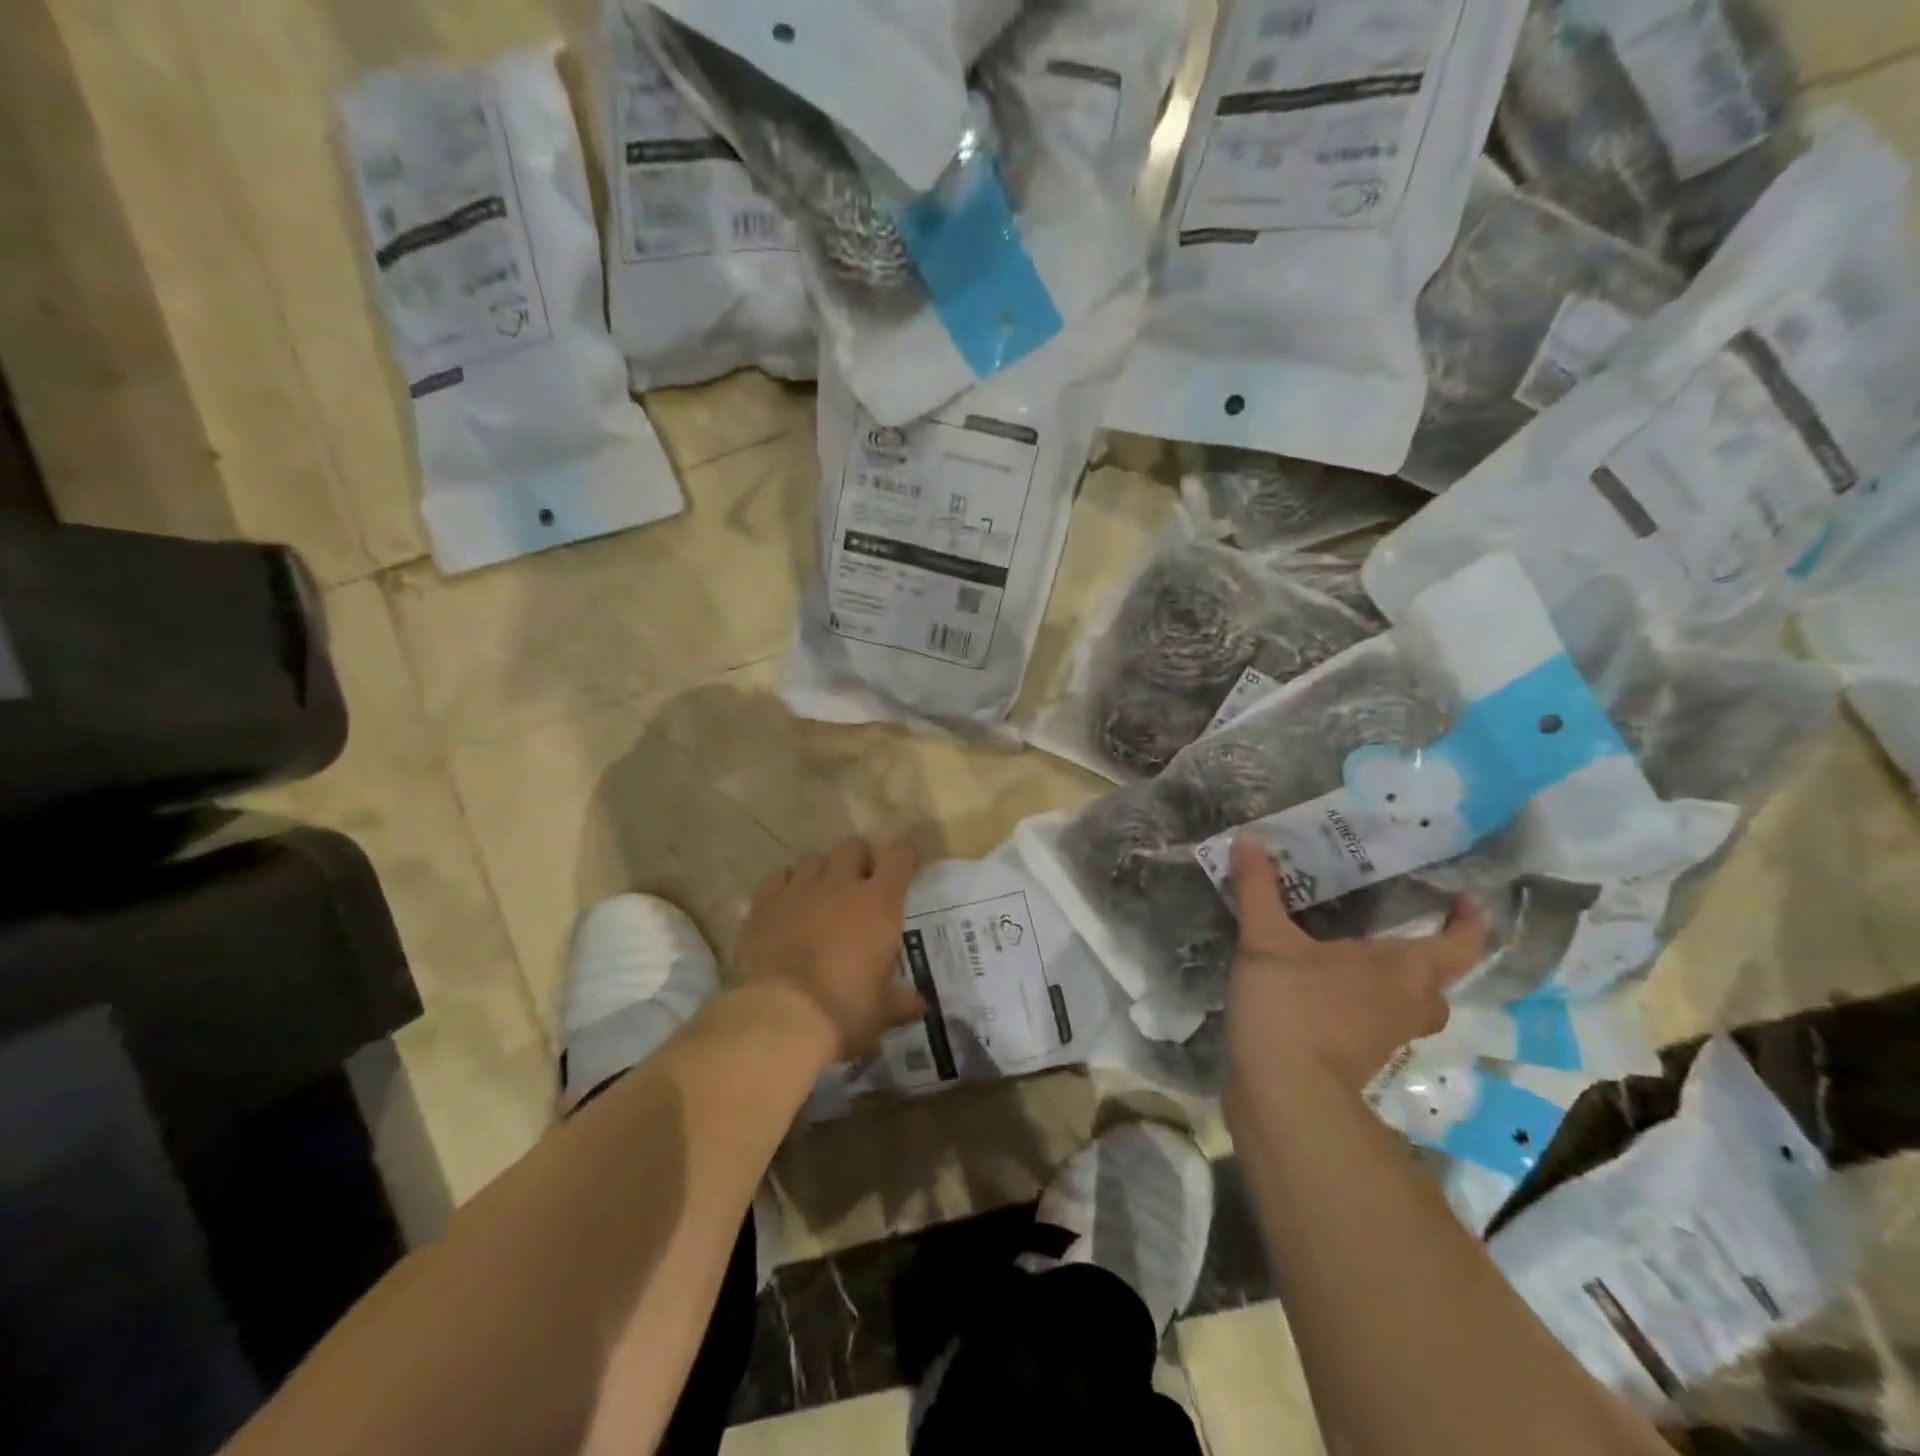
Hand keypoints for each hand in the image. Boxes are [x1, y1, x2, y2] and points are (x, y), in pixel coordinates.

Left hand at [735, 836, 925, 1064]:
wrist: (781, 1017)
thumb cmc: (844, 1010)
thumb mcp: (881, 1011)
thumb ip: (900, 1000)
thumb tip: (919, 1004)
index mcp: (879, 903)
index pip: (898, 857)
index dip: (903, 856)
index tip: (906, 864)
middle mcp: (840, 885)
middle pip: (853, 847)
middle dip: (860, 858)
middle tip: (862, 881)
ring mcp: (799, 890)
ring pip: (814, 859)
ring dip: (823, 871)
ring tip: (822, 893)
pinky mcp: (764, 904)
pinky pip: (778, 878)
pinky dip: (786, 884)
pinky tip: (787, 902)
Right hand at [1224, 832, 1486, 1094]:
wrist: (1283, 1092)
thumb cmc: (1292, 1005)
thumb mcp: (1266, 938)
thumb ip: (1258, 888)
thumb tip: (1248, 836)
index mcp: (1404, 970)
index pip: (1461, 944)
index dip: (1469, 920)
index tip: (1463, 898)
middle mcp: (1409, 1004)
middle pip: (1436, 978)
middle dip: (1423, 952)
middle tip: (1391, 923)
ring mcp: (1388, 1038)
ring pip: (1408, 1004)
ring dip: (1393, 982)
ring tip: (1354, 954)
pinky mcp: (1360, 1059)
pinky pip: (1376, 1022)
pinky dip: (1363, 1004)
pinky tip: (1323, 987)